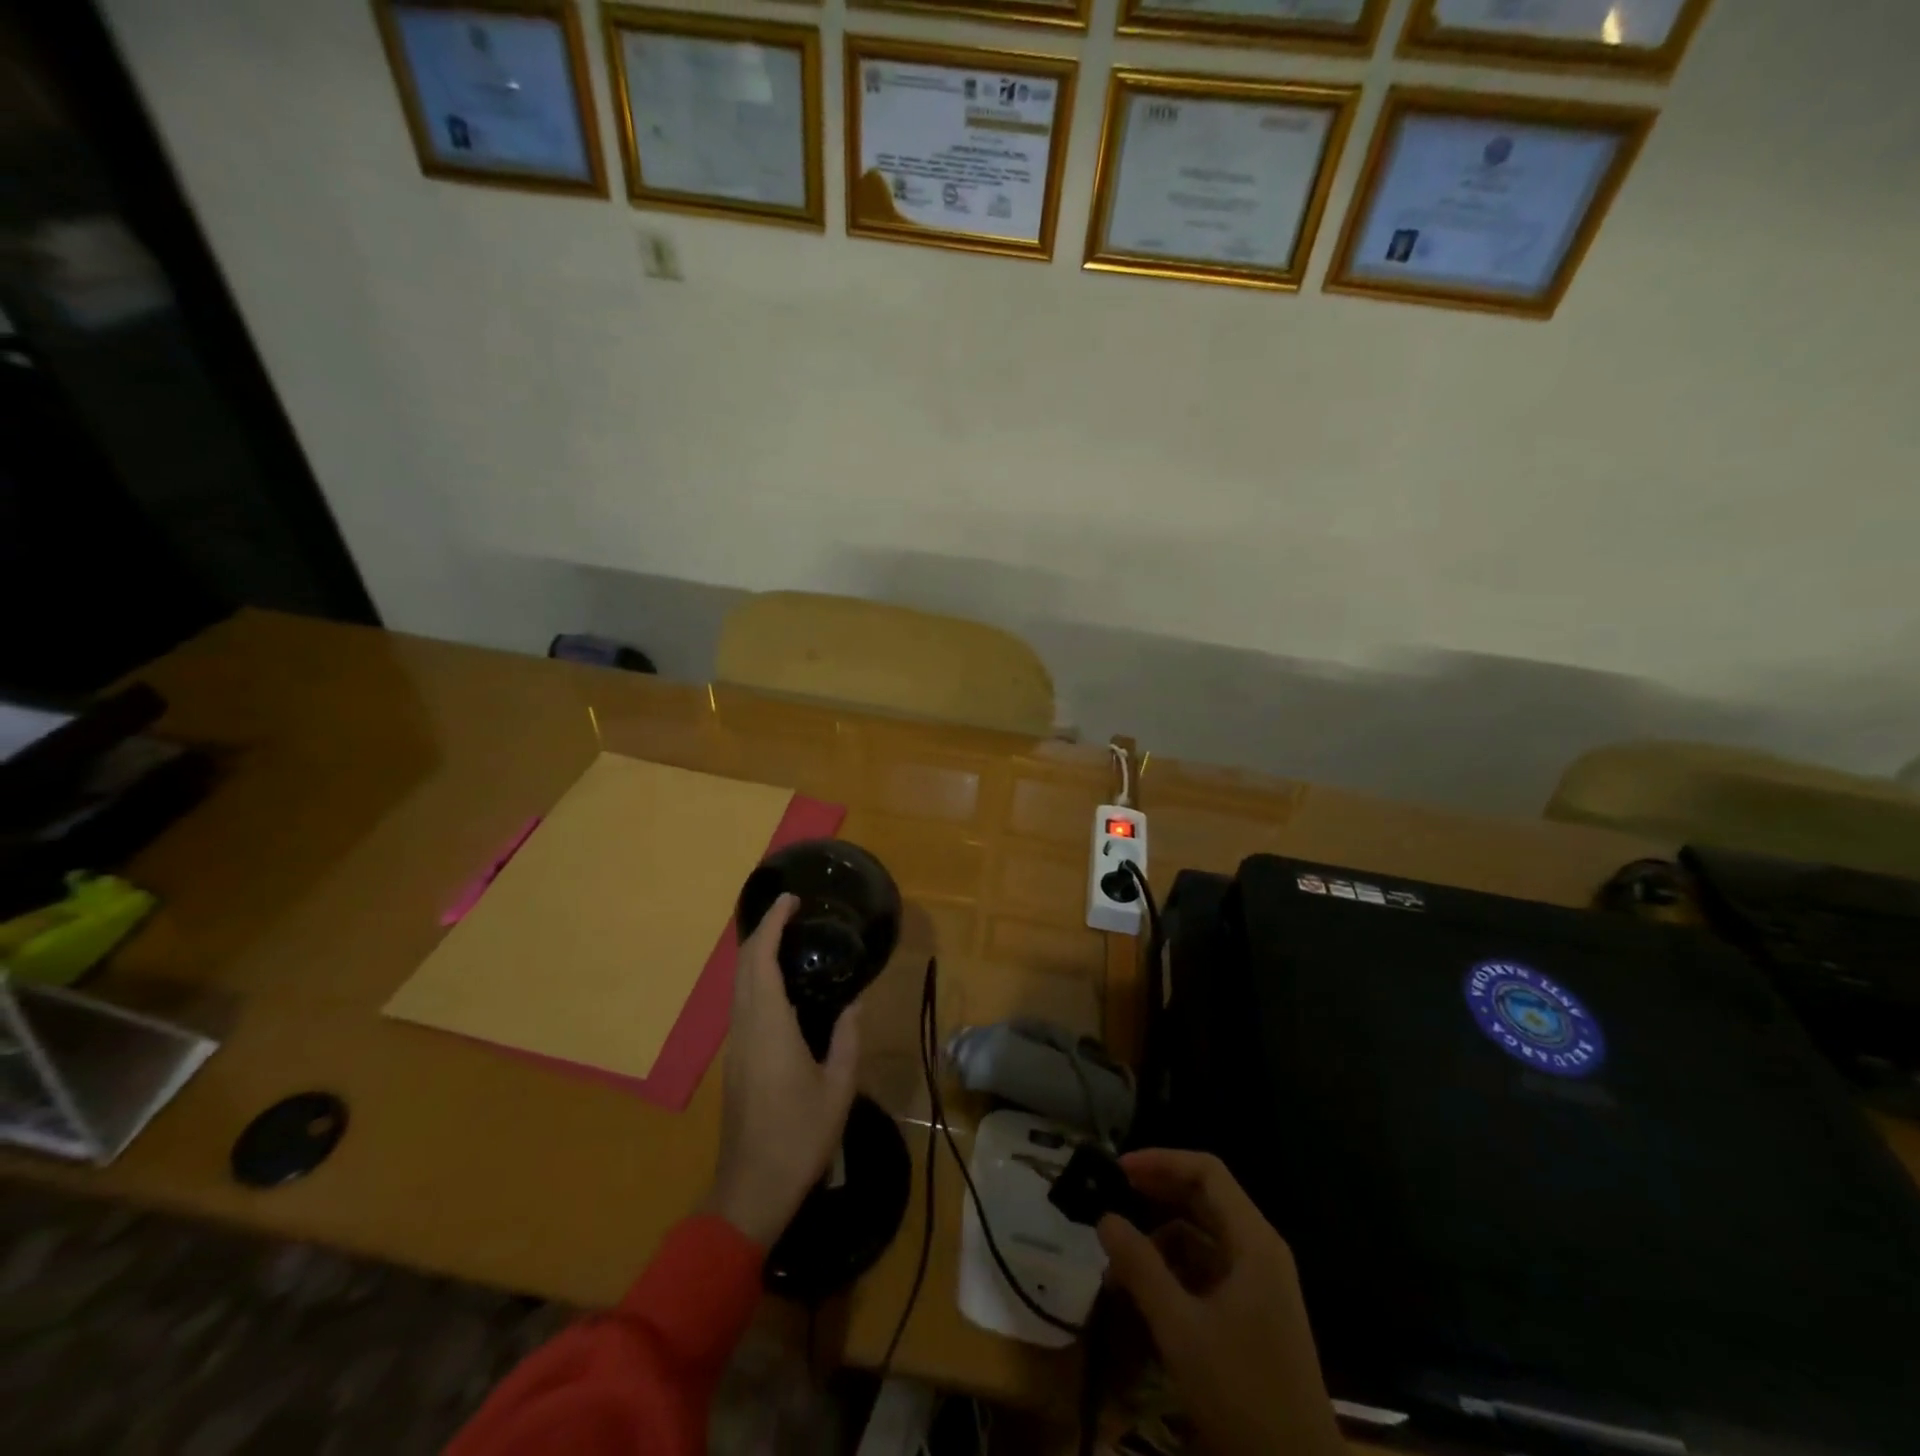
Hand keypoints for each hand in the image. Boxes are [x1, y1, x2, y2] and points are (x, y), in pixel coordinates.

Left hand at [705, 894, 861, 1247]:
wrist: (752, 1188)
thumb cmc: (800, 1137)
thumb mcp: (838, 1088)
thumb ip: (847, 1039)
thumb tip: (854, 1003)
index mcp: (770, 1027)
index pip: (761, 960)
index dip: (771, 924)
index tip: (791, 900)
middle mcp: (746, 1027)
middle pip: (744, 966)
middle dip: (762, 931)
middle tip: (793, 911)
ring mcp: (736, 1044)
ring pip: (738, 985)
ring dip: (757, 954)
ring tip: (788, 938)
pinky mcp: (735, 1060)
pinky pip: (741, 1003)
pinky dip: (756, 977)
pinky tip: (780, 983)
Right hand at [1098, 1150, 1342, 1455]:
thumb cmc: (1242, 1394)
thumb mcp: (1181, 1329)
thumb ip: (1141, 1267)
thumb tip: (1105, 1217)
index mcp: (1253, 1241)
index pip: (1207, 1171)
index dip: (1162, 1161)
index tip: (1119, 1169)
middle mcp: (1259, 1251)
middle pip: (1204, 1199)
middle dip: (1155, 1196)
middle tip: (1110, 1201)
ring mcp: (1257, 1284)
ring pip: (1201, 1237)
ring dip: (1159, 1239)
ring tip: (1117, 1261)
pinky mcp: (1251, 1314)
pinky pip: (1206, 1271)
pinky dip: (1173, 1270)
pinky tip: (1141, 1292)